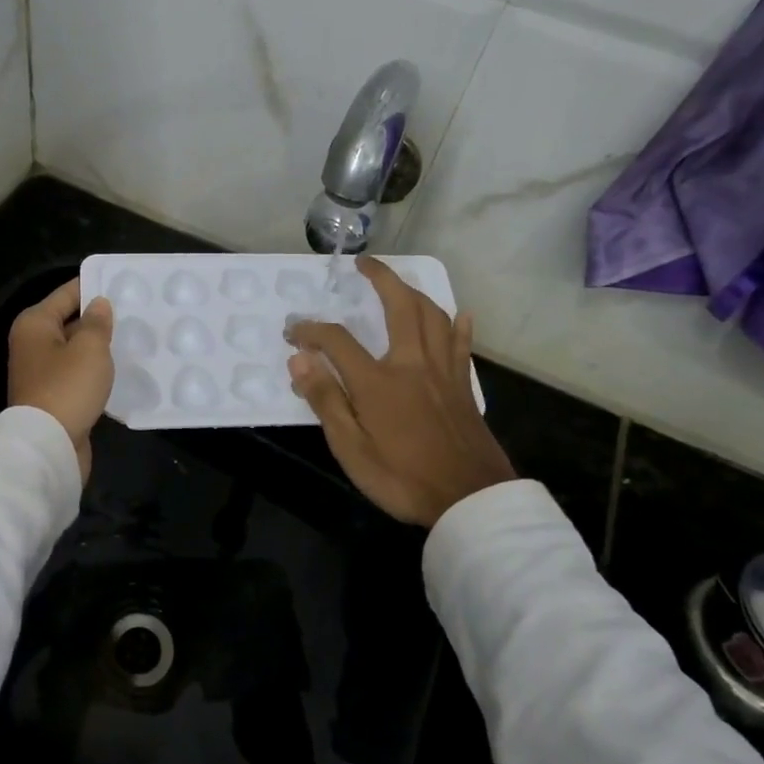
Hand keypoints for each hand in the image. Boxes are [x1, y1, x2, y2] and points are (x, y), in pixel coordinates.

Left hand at [9, 278, 114, 482]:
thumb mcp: (89, 348)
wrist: (48, 445)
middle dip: (99, 319)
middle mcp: (32, 344)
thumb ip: (97, 322)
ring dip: (99, 348)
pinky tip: (121, 370)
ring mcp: (41, 373)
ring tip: (134, 340)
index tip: (122, 283)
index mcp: (35, 324)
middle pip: (69, 321)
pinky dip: (95, 371)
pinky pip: (77, 374)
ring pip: (75, 350)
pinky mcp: (53, 397)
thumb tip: (98, 304)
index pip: (67, 294)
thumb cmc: (68, 387)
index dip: (93, 286)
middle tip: (135, 313)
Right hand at [286, 257, 514, 527]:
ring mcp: (443, 372)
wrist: (470, 500)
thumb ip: (326, 400)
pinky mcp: (463, 385)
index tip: (293, 332)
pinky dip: (457, 324)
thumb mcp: (351, 449)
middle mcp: (412, 364)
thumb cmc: (403, 478)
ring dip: (414, 292)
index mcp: (379, 381)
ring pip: (433, 316)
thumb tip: (299, 358)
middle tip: (363, 264)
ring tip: (399, 284)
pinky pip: (461, 344)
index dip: (311, 330)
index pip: (337, 340)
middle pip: (399, 306)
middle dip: (380, 278)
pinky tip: (459, 314)